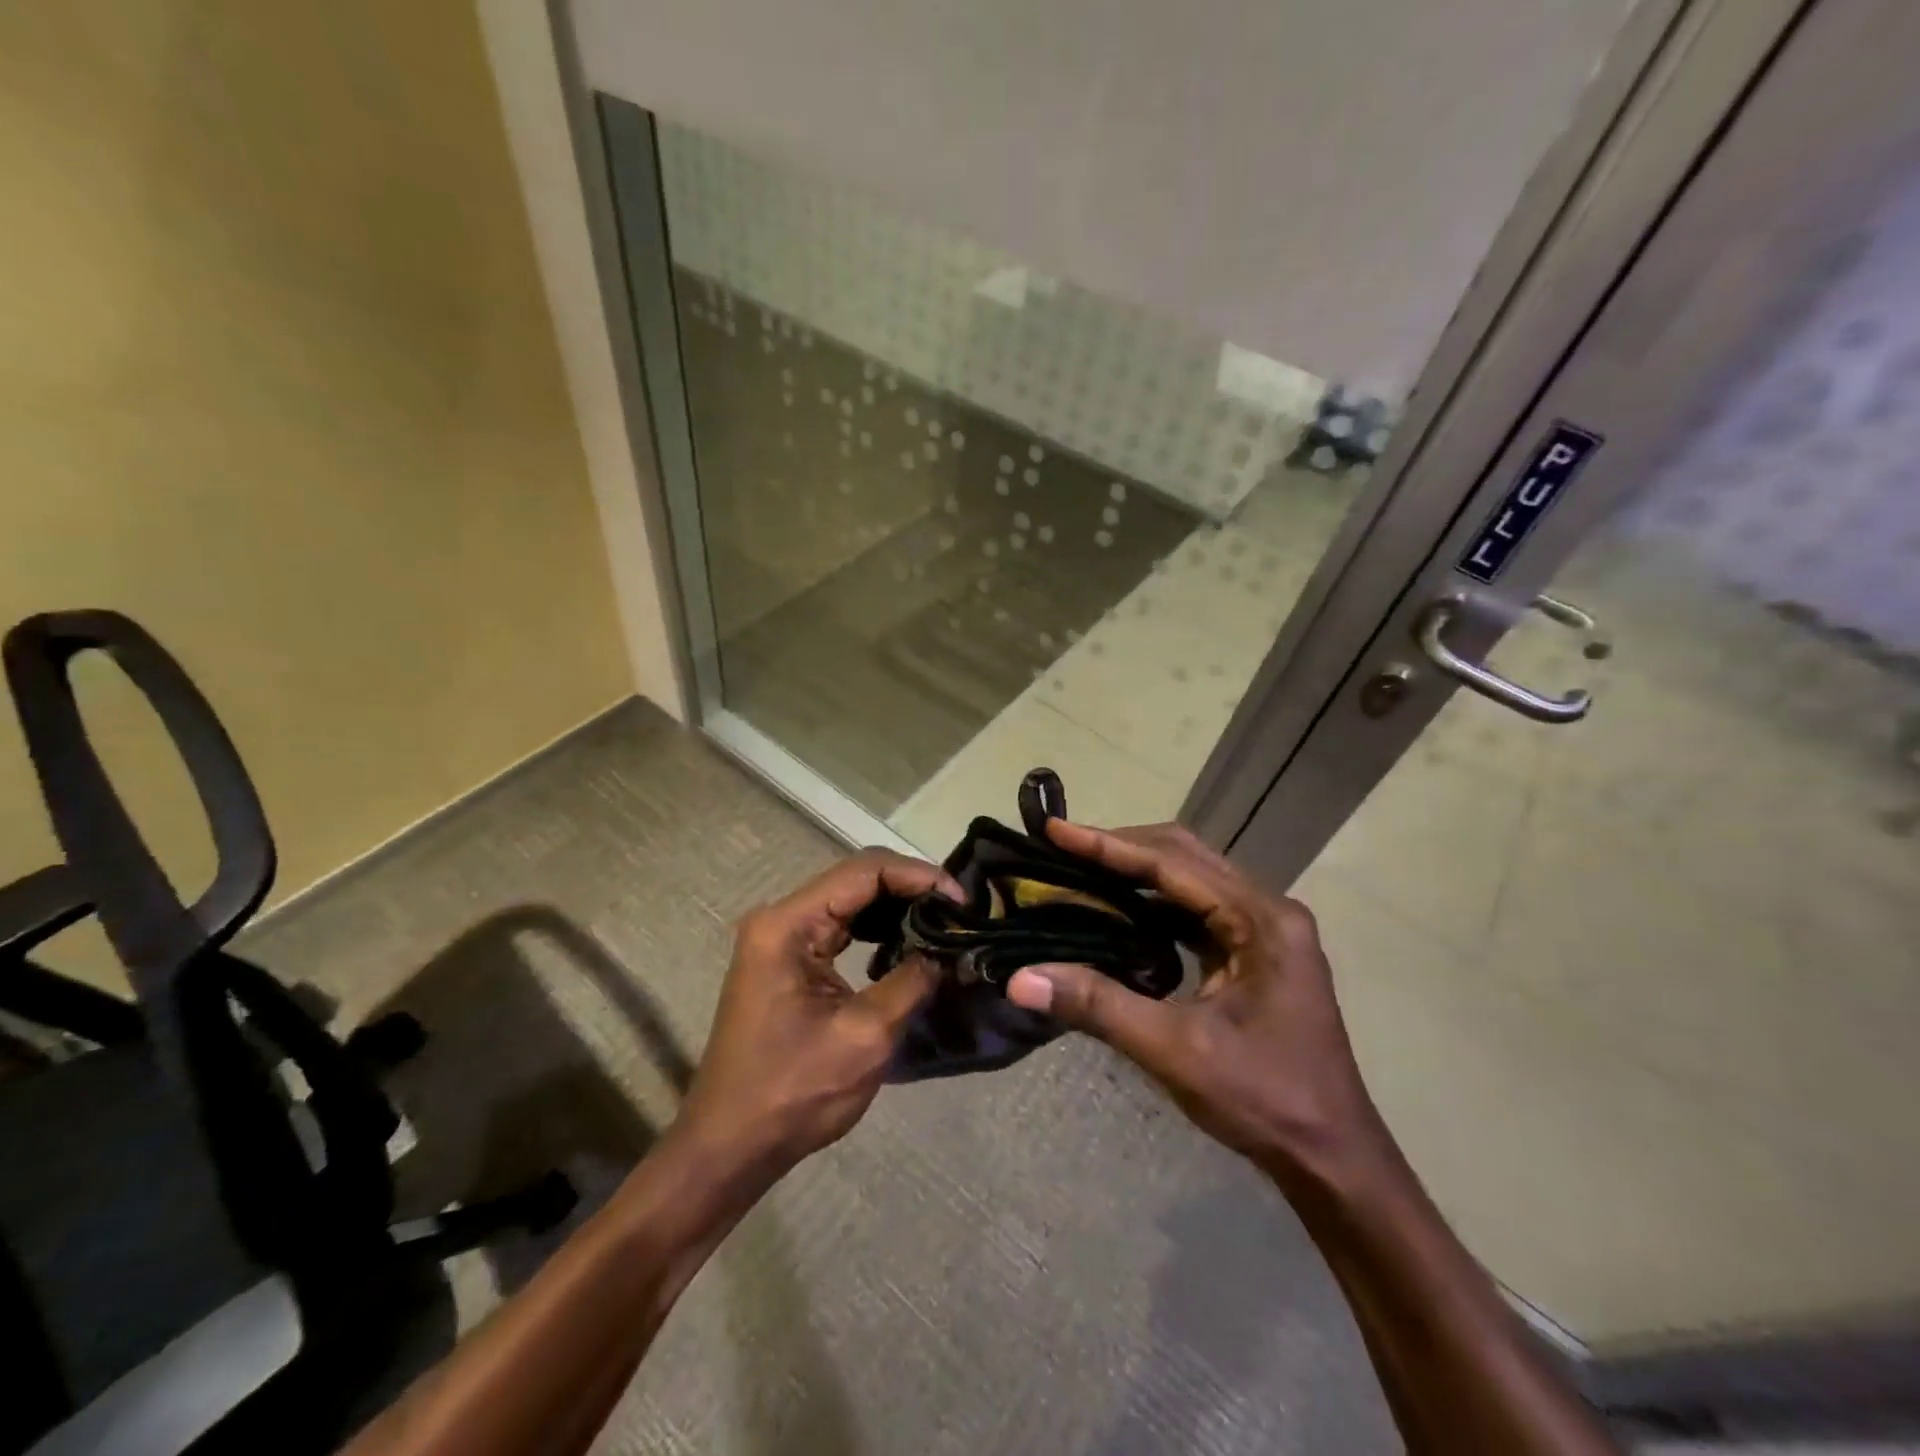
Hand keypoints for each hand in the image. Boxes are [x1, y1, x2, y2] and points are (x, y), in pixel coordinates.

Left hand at [679, 849, 961, 1172]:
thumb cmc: (793, 1092)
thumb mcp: (866, 1036)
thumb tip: (949, 952)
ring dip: (898, 908)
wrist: (731, 1145)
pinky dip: (878, 930)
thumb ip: (912, 981)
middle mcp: (780, 918)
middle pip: (857, 879)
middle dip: (912, 889)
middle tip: (960, 911)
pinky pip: (841, 927)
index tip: (961, 900)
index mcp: (788, 924)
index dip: (918, 876)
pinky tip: (910, 944)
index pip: (864, 871)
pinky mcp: (789, 960)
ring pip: (851, 900)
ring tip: (944, 924)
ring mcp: (782, 938)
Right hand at [1005, 822, 1386, 1182]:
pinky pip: (1197, 911)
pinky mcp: (1256, 954)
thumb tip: (1019, 980)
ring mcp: (1265, 932)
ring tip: (1081, 869)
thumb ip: (1098, 1006)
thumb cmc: (1264, 1100)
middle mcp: (1268, 911)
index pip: (1172, 864)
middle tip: (1062, 846)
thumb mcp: (1175, 1052)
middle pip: (1184, 857)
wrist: (1332, 1158)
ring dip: (1136, 872)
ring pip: (1191, 880)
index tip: (1055, 830)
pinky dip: (1153, 904)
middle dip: (1121, 848)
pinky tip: (1118, 912)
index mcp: (1261, 920)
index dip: (1109, 845)